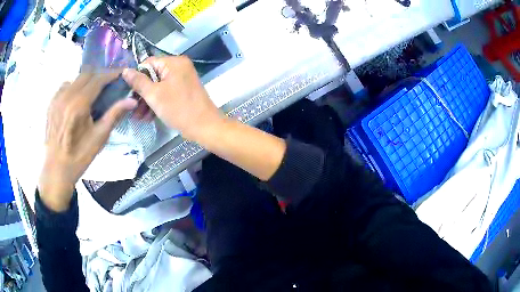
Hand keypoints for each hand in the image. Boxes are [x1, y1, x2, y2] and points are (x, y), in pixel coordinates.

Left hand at [39, 72, 137, 211]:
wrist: (57, 169)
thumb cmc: (79, 156)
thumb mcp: (99, 138)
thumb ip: (114, 115)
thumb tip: (132, 100)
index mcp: (79, 104)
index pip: (98, 79)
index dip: (111, 74)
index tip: (120, 73)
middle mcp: (66, 96)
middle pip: (86, 74)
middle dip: (99, 76)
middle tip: (108, 84)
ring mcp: (57, 99)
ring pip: (75, 79)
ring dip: (86, 81)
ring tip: (92, 93)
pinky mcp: (51, 104)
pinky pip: (65, 86)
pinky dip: (74, 87)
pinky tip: (76, 100)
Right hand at [122, 56, 222, 140]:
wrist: (204, 127)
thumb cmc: (178, 109)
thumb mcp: (154, 95)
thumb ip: (138, 82)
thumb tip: (125, 70)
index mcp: (174, 62)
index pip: (148, 63)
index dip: (137, 77)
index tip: (128, 93)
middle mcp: (179, 67)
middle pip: (152, 76)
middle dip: (141, 94)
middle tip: (131, 108)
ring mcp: (182, 79)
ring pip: (158, 87)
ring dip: (147, 101)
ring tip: (138, 117)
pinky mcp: (183, 91)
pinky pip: (166, 93)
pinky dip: (157, 103)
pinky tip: (147, 117)